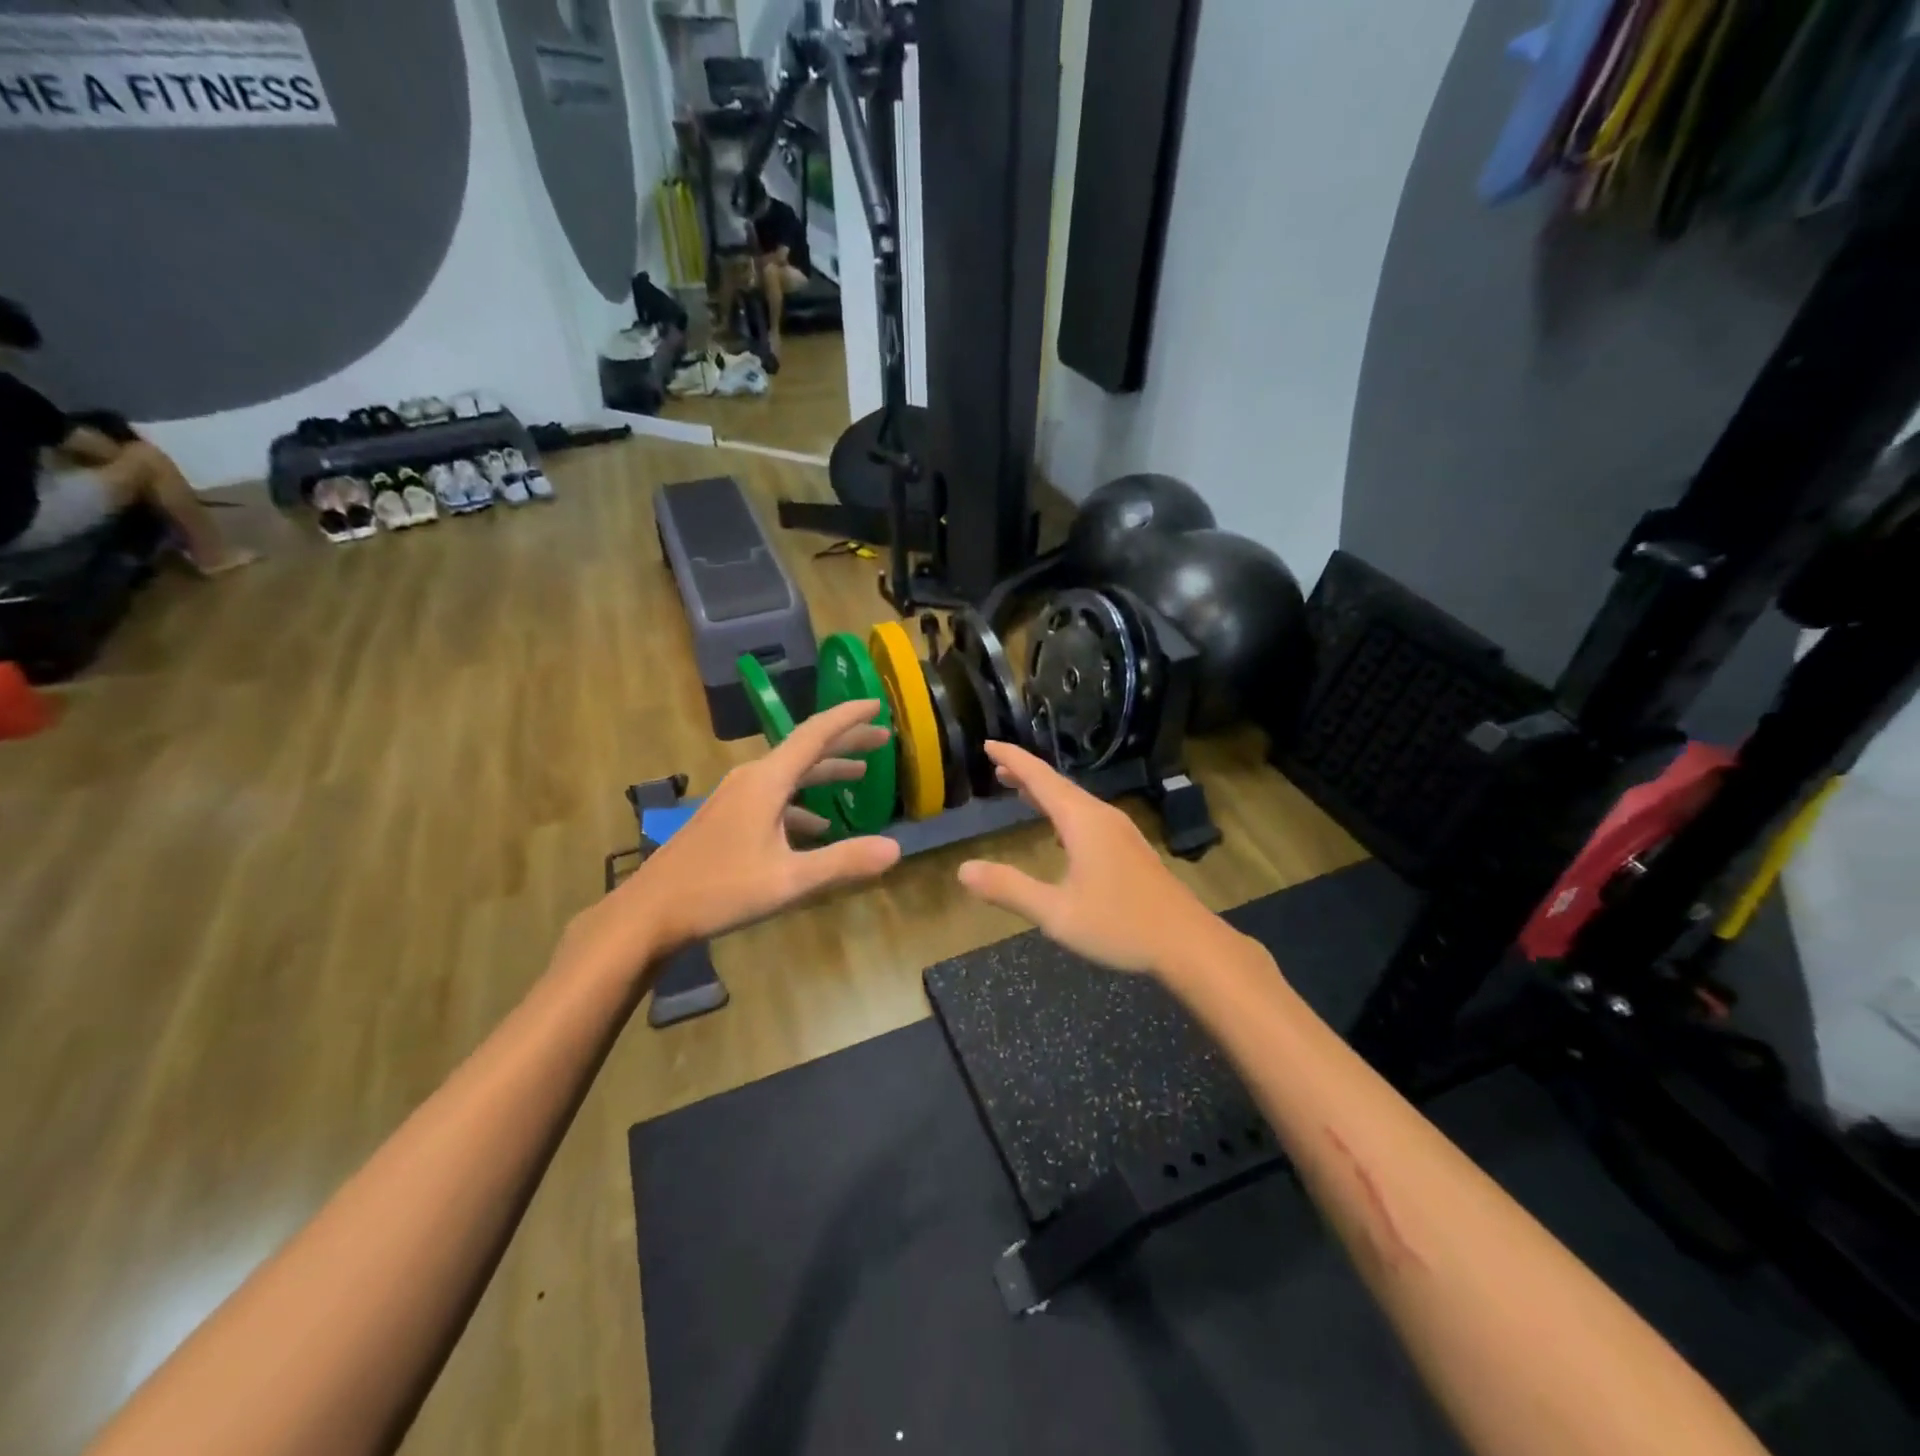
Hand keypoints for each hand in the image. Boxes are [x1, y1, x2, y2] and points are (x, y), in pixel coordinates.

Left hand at [574, 700, 902, 973]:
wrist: (648, 912)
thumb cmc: (719, 890)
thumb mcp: (788, 880)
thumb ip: (843, 861)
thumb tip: (895, 849)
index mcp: (766, 781)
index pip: (815, 734)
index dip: (849, 717)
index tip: (878, 704)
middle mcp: (751, 779)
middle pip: (805, 749)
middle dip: (845, 742)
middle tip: (881, 737)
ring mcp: (736, 798)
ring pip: (790, 774)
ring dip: (825, 772)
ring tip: (859, 774)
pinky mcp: (728, 818)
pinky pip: (775, 797)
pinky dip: (802, 803)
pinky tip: (817, 825)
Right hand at [956, 742, 1222, 976]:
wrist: (1187, 943)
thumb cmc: (1120, 925)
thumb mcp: (1056, 913)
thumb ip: (1009, 889)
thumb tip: (963, 870)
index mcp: (1082, 822)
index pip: (1040, 779)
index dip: (1013, 759)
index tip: (988, 744)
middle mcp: (1101, 817)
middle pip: (1058, 785)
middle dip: (1026, 774)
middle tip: (996, 767)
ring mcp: (1120, 832)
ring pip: (1075, 801)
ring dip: (1045, 793)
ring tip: (1020, 791)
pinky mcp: (1130, 849)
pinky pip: (1087, 816)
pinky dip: (1062, 811)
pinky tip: (1059, 830)